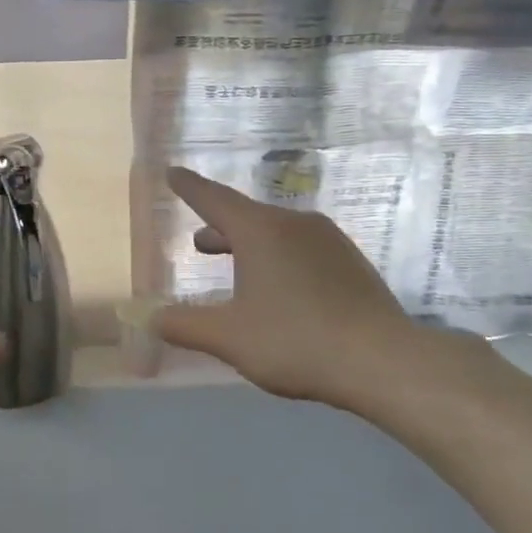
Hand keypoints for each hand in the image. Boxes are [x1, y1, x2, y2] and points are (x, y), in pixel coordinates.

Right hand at [151, 167, 488, 418]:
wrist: (382, 360)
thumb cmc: (295, 340)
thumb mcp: (229, 337)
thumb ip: (184, 325)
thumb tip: (149, 317)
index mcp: (261, 231)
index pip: (214, 198)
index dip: (188, 187)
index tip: (172, 172)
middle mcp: (295, 224)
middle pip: (247, 217)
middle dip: (219, 228)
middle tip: (199, 243)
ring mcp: (328, 241)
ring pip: (276, 233)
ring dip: (249, 246)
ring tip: (235, 266)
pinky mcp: (350, 263)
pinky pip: (301, 249)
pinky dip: (278, 259)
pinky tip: (279, 289)